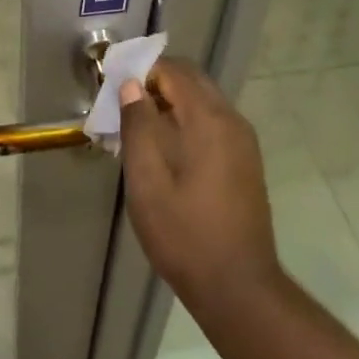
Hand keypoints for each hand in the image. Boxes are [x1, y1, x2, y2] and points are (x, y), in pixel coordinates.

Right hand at [119, 58, 280, 307]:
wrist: (238, 288)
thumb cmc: (184, 234)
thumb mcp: (147, 181)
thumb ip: (138, 126)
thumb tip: (131, 84)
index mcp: (208, 119)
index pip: (174, 71)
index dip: (141, 70)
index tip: (113, 87)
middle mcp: (231, 121)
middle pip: (191, 81)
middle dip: (155, 84)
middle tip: (123, 107)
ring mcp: (243, 142)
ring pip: (202, 101)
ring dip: (170, 103)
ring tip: (138, 130)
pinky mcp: (245, 162)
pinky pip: (212, 123)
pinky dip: (186, 122)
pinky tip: (164, 151)